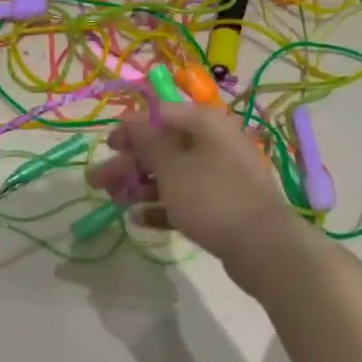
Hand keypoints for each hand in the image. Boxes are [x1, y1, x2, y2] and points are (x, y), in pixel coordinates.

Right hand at [87, 100, 300, 274]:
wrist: (264, 247)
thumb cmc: (212, 196)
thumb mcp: (172, 166)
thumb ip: (147, 142)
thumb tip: (132, 121)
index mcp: (205, 124)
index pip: (161, 113)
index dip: (131, 126)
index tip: (107, 144)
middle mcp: (214, 144)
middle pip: (163, 147)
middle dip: (128, 163)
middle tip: (97, 181)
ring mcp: (221, 176)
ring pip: (172, 175)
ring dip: (140, 185)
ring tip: (113, 201)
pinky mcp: (223, 206)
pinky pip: (186, 199)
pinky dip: (162, 206)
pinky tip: (139, 219)